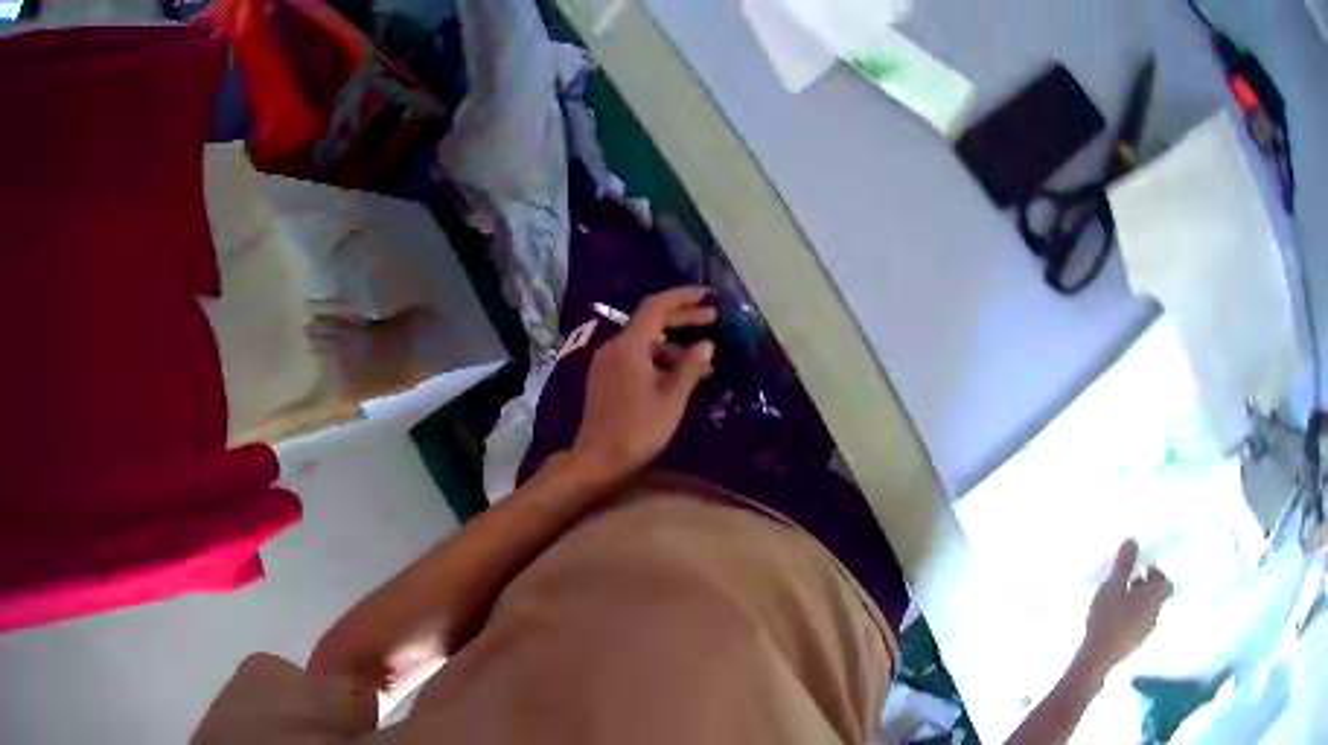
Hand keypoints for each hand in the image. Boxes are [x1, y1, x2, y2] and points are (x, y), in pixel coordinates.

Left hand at [569, 287, 715, 482]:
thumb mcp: (672, 399)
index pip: (656, 307)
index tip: (706, 295)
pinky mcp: (605, 378)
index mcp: (629, 346)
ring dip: (673, 348)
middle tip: (712, 319)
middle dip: (682, 319)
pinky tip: (678, 377)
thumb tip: (706, 345)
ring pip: (644, 343)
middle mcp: (614, 347)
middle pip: (650, 322)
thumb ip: (690, 367)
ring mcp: (607, 363)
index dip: (682, 297)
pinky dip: (658, 361)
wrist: (598, 459)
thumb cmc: (638, 429)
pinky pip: (635, 358)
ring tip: (702, 364)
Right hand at [1079, 539, 1172, 677]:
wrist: (1095, 659)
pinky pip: (1136, 626)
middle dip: (1144, 587)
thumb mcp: (1113, 586)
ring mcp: (1145, 633)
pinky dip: (1129, 620)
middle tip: (1127, 583)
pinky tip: (1113, 621)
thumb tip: (1133, 541)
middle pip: (1156, 596)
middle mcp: (1156, 613)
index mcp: (1156, 596)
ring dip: (1136, 604)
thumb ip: (1124, 564)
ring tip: (1117, 602)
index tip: (1141, 570)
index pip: (1165, 580)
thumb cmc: (1108, 618)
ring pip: (1146, 612)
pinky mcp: (1133, 646)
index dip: (1155, 573)